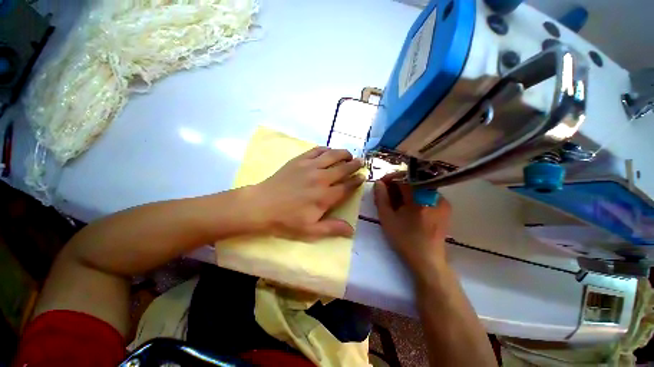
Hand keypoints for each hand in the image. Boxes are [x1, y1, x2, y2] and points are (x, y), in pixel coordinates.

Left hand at [247, 147, 364, 239]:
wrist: (262, 205)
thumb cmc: (286, 220)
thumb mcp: (310, 230)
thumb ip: (332, 228)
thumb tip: (352, 230)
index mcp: (325, 196)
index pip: (347, 186)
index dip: (356, 181)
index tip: (362, 176)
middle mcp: (321, 178)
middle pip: (343, 168)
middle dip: (354, 164)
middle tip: (360, 162)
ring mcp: (310, 166)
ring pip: (332, 155)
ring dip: (343, 153)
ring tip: (349, 154)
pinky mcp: (299, 160)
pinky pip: (317, 150)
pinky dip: (326, 149)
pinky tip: (329, 151)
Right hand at [374, 175, 450, 273]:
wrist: (427, 260)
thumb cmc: (404, 239)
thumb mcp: (387, 218)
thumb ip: (381, 198)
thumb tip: (378, 183)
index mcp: (419, 198)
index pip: (403, 177)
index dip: (390, 178)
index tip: (380, 184)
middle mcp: (433, 195)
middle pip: (412, 181)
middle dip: (396, 185)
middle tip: (386, 193)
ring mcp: (441, 201)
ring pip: (419, 187)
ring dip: (405, 190)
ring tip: (396, 201)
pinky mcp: (444, 208)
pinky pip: (426, 195)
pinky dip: (415, 196)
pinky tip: (408, 207)